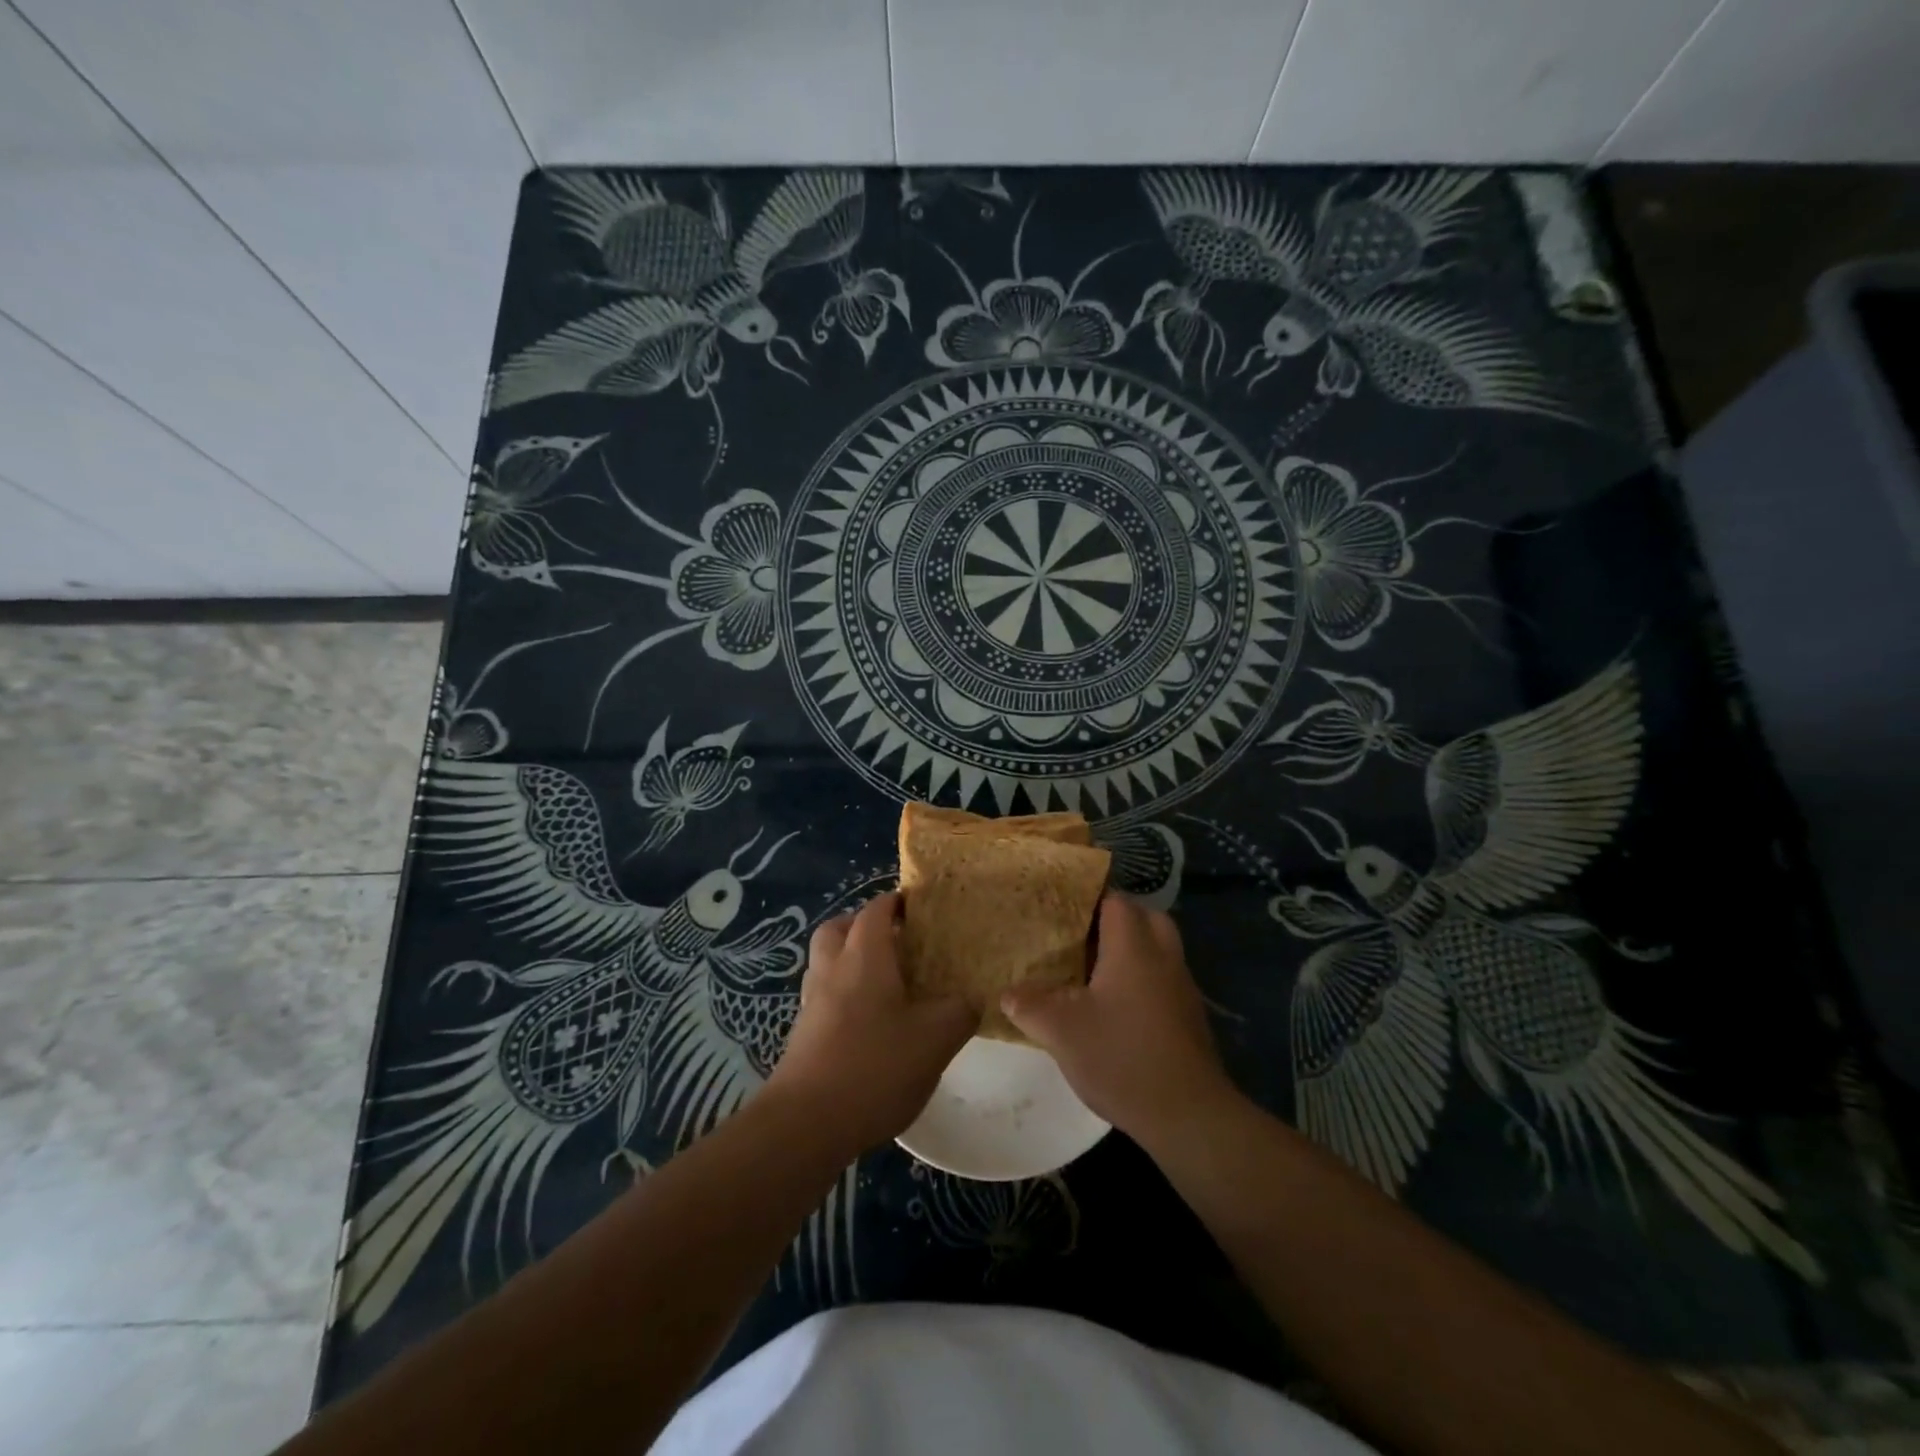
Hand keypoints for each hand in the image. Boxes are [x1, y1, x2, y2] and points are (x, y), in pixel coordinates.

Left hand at [765, 892, 977, 1156]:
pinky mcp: (803, 1034)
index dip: (897, 902)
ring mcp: (812, 1003)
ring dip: (850, 960)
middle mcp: (832, 969)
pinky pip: (824, 996)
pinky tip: (870, 1024)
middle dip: (864, 925)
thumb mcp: (936, 1038)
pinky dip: (844, 995)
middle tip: (897, 941)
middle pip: (839, 928)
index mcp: (864, 956)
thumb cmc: (875, 1066)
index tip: (921, 907)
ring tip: (887, 983)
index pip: (876, 910)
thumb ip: (961, 1011)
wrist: (806, 1124)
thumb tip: (973, 998)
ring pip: (827, 962)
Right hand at [1001, 893, 1237, 1145]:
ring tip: (1093, 969)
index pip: (1116, 901)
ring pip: (1159, 948)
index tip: (1062, 906)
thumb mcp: (1061, 1032)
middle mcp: (1163, 957)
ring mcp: (1182, 987)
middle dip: (1116, 920)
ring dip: (1132, 950)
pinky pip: (1164, 978)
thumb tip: (1007, 993)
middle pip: (1146, 917)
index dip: (1090, 897)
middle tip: (1082, 935)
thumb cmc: (1121, 1057)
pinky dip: (1143, 978)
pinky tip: (1116, 1006)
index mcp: (1133, 948)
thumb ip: (1030, 1006)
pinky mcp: (1189, 1016)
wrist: (1188, 1114)